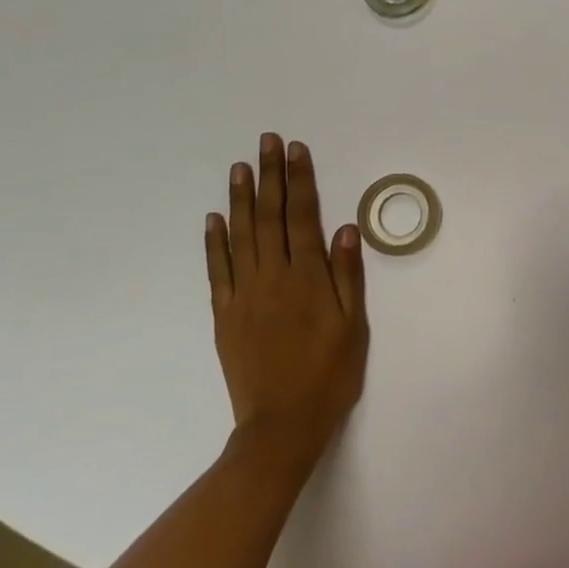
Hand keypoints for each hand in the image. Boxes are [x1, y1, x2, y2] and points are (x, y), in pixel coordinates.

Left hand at [205, 135, 368, 482]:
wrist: (282, 425)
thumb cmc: (329, 374)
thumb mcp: (354, 326)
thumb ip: (348, 275)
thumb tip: (345, 228)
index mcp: (308, 278)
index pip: (303, 216)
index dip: (300, 180)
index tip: (297, 150)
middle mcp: (273, 277)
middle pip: (270, 216)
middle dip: (270, 176)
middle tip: (267, 142)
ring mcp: (244, 294)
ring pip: (241, 236)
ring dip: (241, 198)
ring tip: (241, 166)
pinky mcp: (224, 314)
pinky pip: (217, 270)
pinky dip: (214, 242)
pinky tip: (213, 218)